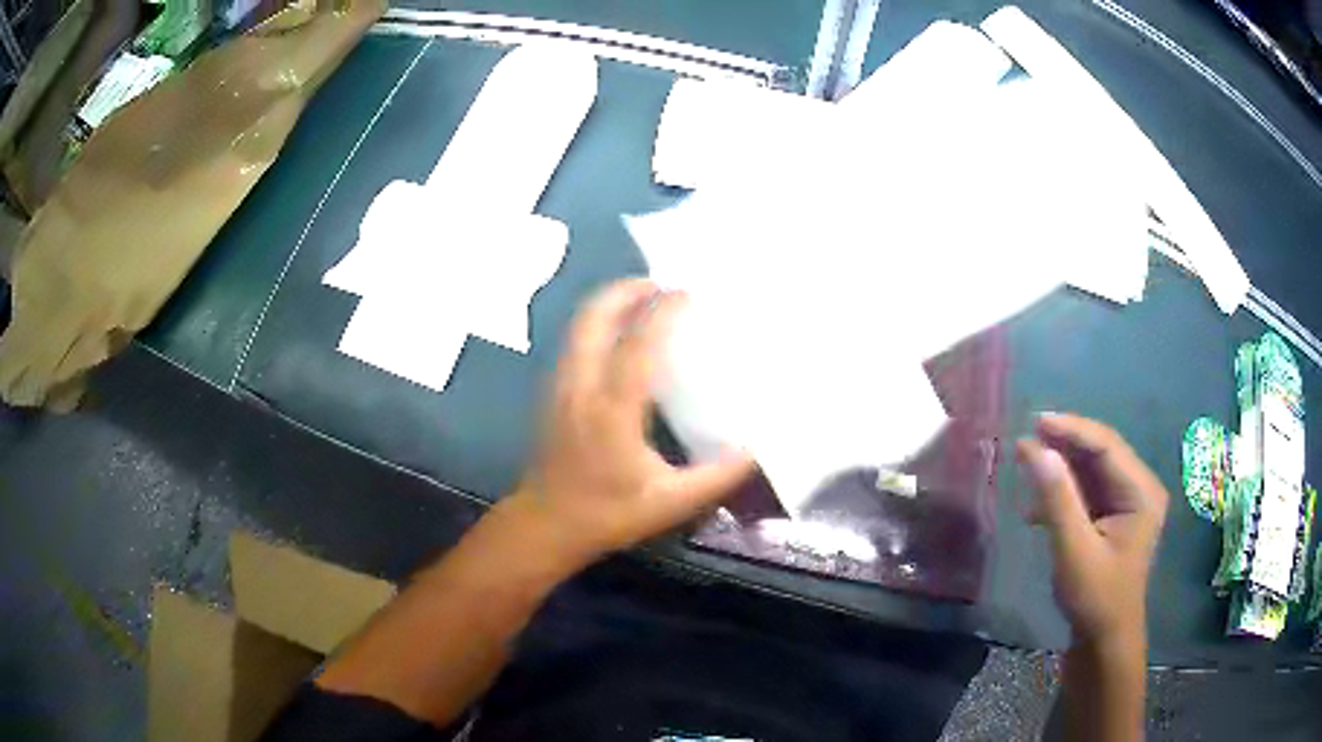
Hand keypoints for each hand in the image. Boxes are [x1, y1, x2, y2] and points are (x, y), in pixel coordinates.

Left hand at [503, 279, 755, 566]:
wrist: (545, 525)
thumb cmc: (607, 515)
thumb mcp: (671, 503)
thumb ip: (717, 477)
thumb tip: (756, 450)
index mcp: (612, 411)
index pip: (637, 346)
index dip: (661, 313)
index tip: (687, 293)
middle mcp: (581, 388)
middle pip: (593, 319)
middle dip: (624, 291)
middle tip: (659, 283)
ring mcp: (561, 387)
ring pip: (578, 326)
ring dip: (609, 304)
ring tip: (643, 298)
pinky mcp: (553, 393)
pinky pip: (574, 341)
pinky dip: (597, 322)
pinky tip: (619, 334)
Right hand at [1016, 413, 1168, 644]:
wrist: (1104, 640)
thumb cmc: (1095, 597)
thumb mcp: (1074, 550)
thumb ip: (1058, 499)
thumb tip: (1035, 450)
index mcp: (1141, 492)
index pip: (1107, 446)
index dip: (1072, 429)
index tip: (1036, 421)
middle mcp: (1139, 489)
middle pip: (1101, 453)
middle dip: (1065, 444)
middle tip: (1027, 438)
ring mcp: (1128, 503)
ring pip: (1092, 470)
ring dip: (1061, 468)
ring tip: (1027, 463)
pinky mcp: (1114, 517)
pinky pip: (1088, 492)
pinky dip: (1064, 492)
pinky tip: (1037, 506)